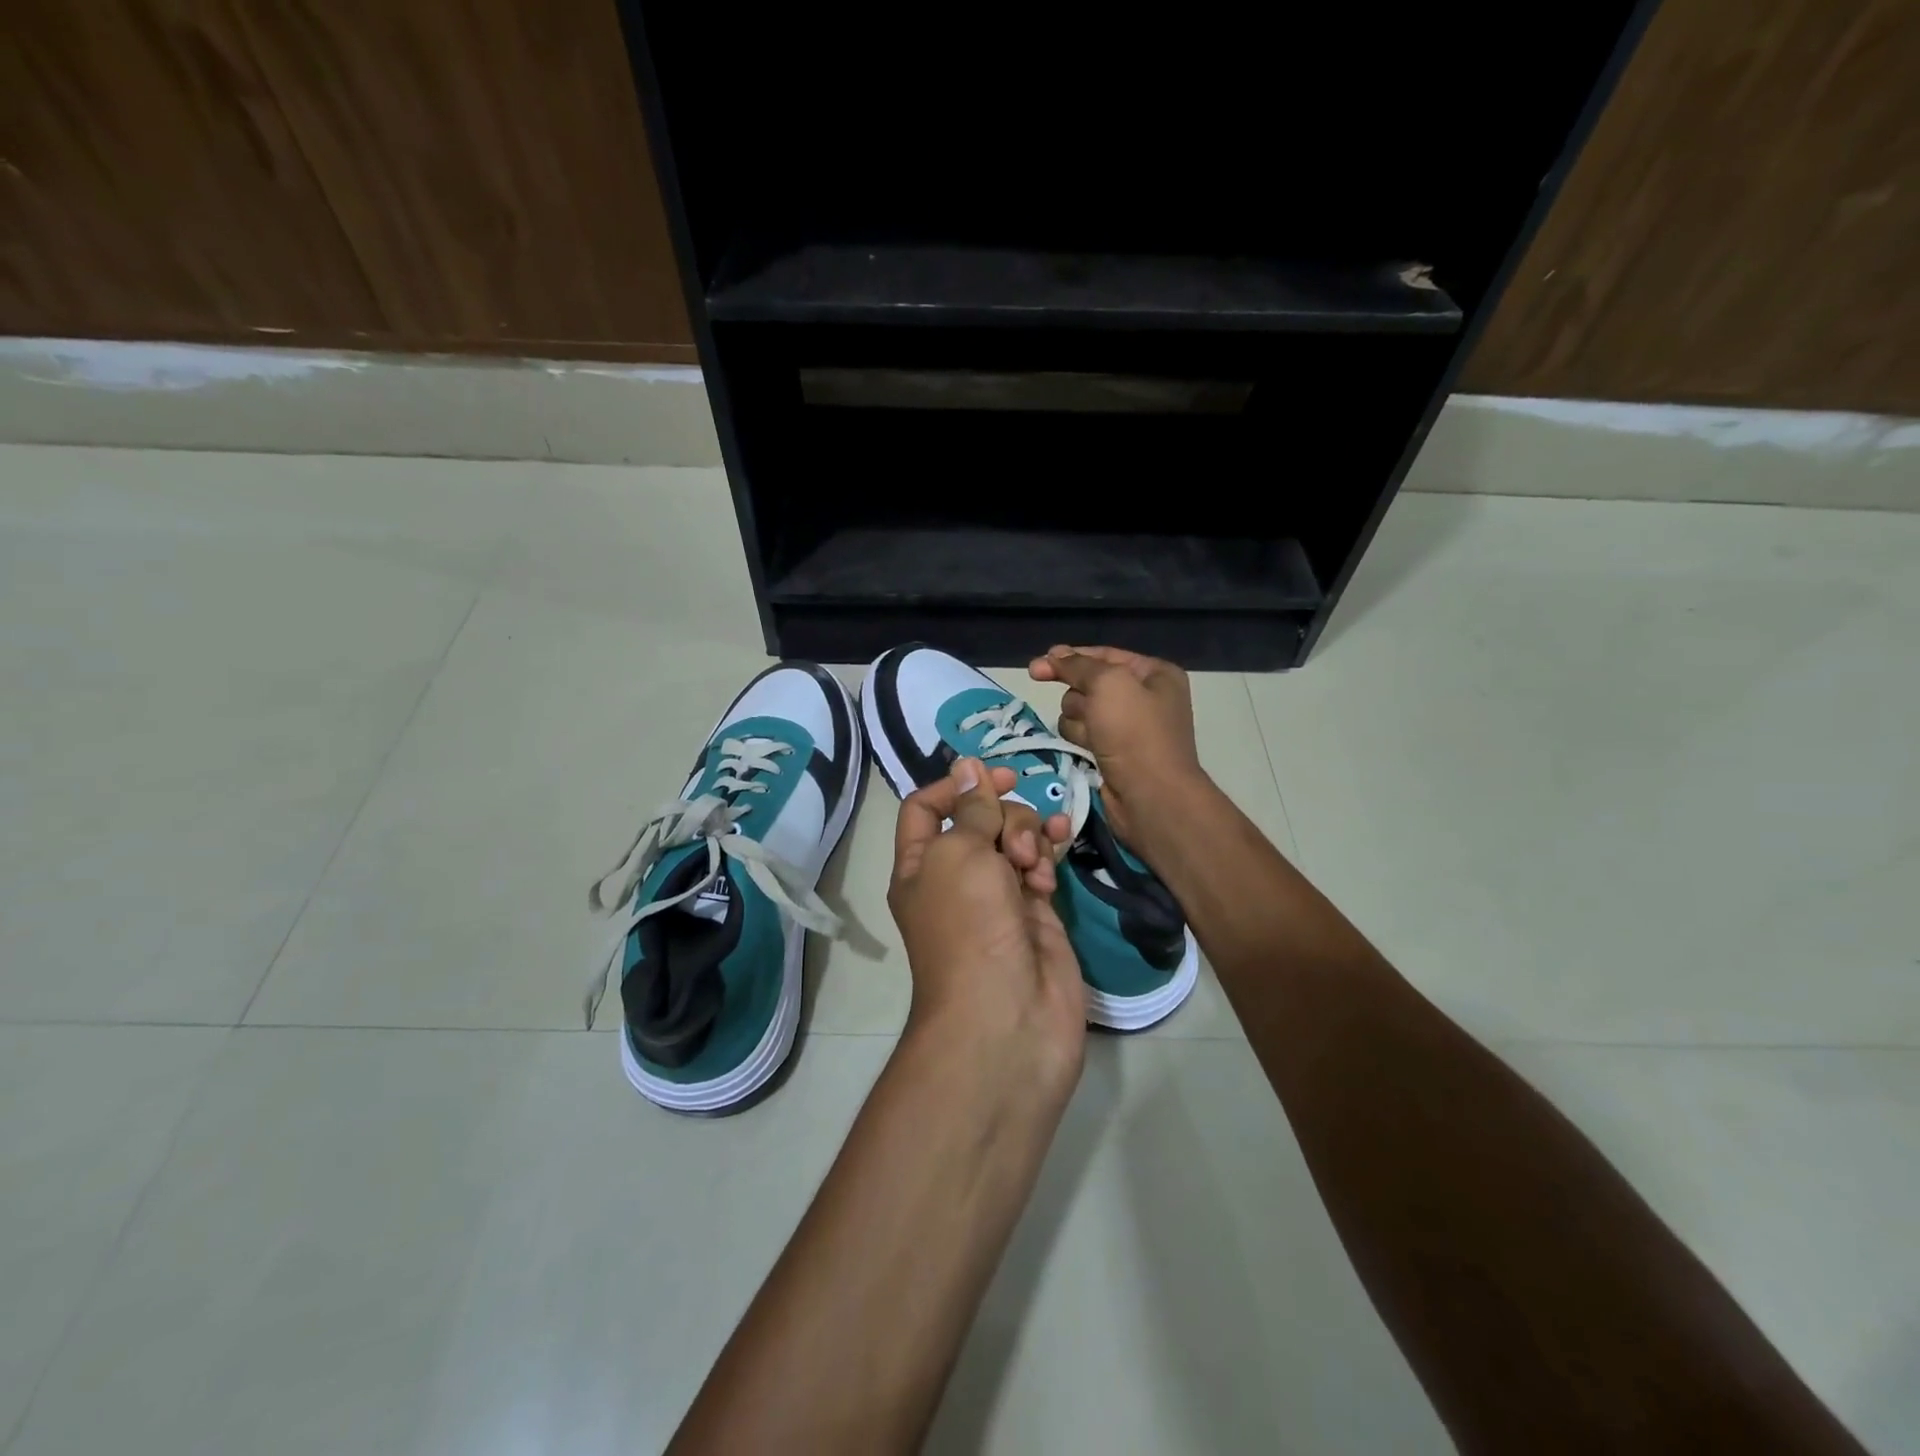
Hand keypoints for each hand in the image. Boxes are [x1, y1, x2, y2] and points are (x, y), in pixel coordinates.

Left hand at [888, 758, 1083, 1083]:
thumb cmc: (969, 928)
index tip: (995, 776)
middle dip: (1005, 818)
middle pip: (980, 819)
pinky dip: (1051, 855)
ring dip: (1030, 838)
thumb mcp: (959, 856)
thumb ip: (970, 809)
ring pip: (1015, 839)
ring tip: (1036, 869)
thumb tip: (966, 765)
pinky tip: (1060, 856)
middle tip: (1015, 851)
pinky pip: (1043, 865)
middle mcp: (957, 877)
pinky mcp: (1036, 911)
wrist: (1008, 1017)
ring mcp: (999, 895)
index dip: (957, 786)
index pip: (927, 807)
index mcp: (920, 865)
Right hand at [1028, 644, 1204, 847]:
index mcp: (1155, 675)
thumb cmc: (1135, 733)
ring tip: (1092, 738)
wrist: (1151, 797)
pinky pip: (1083, 735)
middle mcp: (1144, 698)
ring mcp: (1128, 728)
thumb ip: (1077, 665)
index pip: (1104, 656)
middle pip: (1089, 684)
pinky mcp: (1113, 753)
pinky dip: (1079, 740)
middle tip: (1088, 713)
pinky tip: (1087, 751)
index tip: (1036, 667)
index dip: (1070, 658)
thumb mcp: (1107, 684)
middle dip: (1079, 697)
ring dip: (1077, 721)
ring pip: (1081, 711)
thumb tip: (1053, 656)